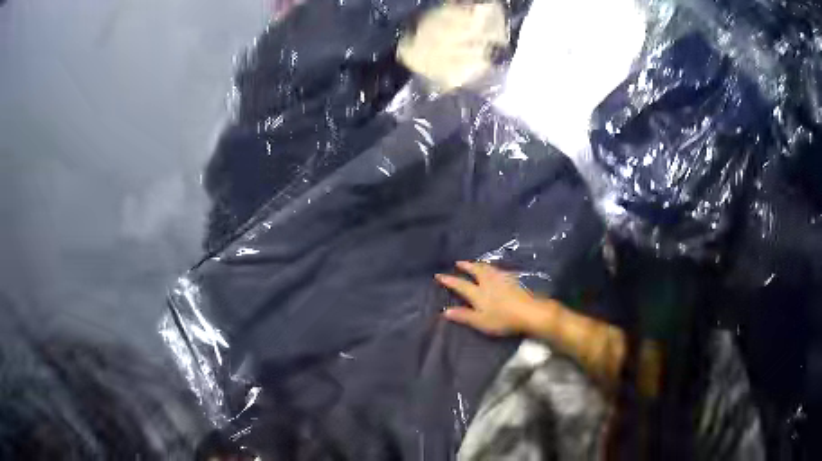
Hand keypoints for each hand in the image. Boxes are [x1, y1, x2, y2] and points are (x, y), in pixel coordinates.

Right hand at [435, 261, 553, 335]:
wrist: (530, 311)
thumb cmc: (503, 319)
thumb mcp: (481, 321)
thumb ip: (463, 316)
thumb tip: (445, 311)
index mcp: (478, 292)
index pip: (460, 284)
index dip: (449, 280)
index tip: (439, 275)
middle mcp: (488, 281)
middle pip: (475, 270)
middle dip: (466, 266)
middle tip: (458, 262)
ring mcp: (502, 278)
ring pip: (487, 267)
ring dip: (478, 264)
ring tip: (475, 263)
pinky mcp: (513, 279)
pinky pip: (498, 269)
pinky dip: (492, 267)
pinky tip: (495, 270)